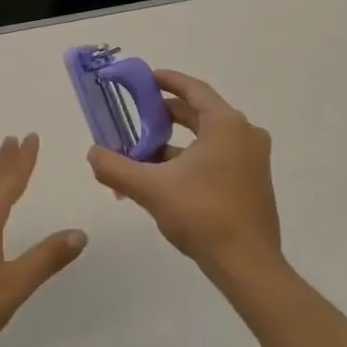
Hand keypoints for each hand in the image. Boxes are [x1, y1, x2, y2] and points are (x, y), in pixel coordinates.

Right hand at [86, 71, 281, 282]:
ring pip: (208, 139)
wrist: (248, 266)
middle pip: (200, 114)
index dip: (168, 81)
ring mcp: (253, 160)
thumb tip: (92, 153)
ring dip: (176, 142)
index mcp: (226, 124)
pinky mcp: (254, 182)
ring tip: (143, 152)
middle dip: (167, 115)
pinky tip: (166, 179)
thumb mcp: (151, 189)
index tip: (145, 79)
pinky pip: (218, 158)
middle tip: (138, 116)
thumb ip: (116, 167)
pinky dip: (192, 160)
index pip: (194, 89)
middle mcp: (245, 134)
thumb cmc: (202, 215)